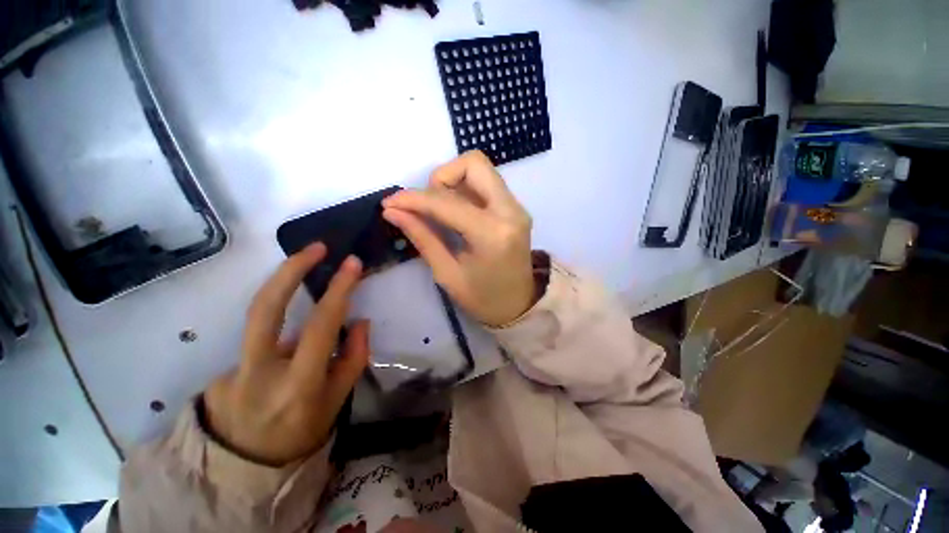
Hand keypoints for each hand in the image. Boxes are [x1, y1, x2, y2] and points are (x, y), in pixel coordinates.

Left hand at [204, 243, 369, 464]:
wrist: (245, 466)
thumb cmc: (302, 432)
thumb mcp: (338, 400)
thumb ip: (353, 358)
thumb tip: (360, 321)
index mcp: (298, 384)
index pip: (320, 326)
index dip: (338, 290)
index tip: (352, 264)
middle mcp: (259, 372)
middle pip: (266, 308)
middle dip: (291, 270)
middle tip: (316, 248)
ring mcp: (232, 370)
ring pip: (257, 316)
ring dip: (283, 286)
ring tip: (304, 269)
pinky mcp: (220, 369)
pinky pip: (259, 340)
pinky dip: (280, 333)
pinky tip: (287, 349)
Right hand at [382, 150, 534, 326]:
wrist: (520, 305)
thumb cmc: (483, 299)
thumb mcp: (447, 274)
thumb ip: (423, 238)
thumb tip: (393, 211)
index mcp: (492, 234)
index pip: (446, 202)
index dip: (413, 198)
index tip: (391, 203)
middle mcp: (510, 211)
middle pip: (473, 163)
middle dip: (441, 177)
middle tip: (428, 205)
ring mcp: (516, 207)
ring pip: (481, 170)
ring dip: (453, 182)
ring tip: (440, 211)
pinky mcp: (516, 208)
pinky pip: (487, 183)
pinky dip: (465, 189)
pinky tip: (456, 213)